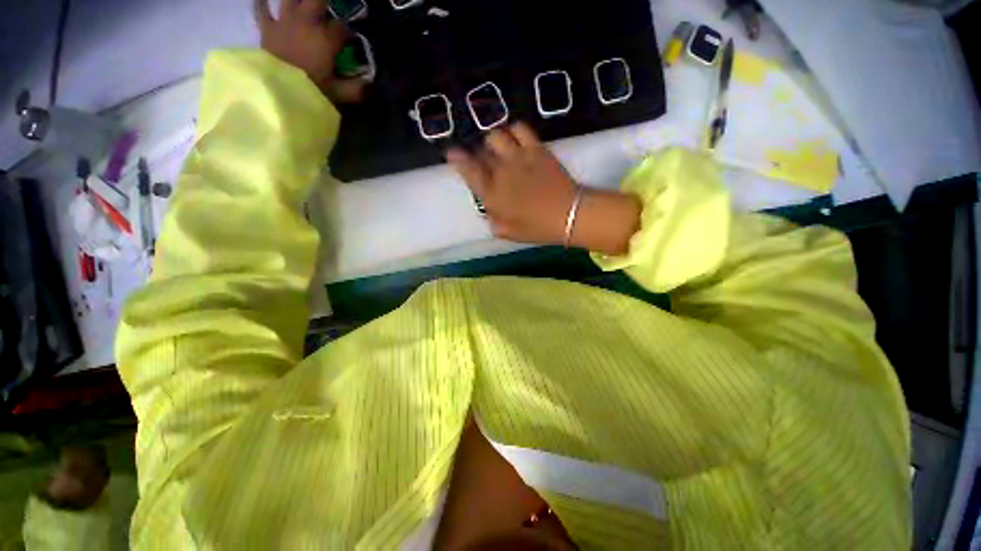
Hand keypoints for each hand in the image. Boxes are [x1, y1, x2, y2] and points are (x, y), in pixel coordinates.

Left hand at [254, 0, 366, 102]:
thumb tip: (370, 85)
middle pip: (318, 1)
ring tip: (307, 3)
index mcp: (326, 38)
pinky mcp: (267, 28)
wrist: (277, 90)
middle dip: (327, 3)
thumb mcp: (339, 94)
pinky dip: (261, 2)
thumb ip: (357, 89)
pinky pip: (261, 10)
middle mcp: (307, 22)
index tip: (351, 41)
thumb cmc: (311, 91)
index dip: (348, 33)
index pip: (342, 28)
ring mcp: (284, 21)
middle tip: (331, 9)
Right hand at [447, 123, 578, 244]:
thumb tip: (488, 213)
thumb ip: (493, 222)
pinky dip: (514, 130)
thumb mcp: (509, 233)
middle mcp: (500, 171)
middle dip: (478, 154)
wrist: (567, 215)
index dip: (457, 158)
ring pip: (496, 135)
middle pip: (480, 152)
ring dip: (494, 140)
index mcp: (492, 194)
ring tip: (499, 149)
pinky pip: (520, 129)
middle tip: (484, 160)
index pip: (468, 170)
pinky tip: (516, 138)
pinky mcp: (536, 148)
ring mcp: (518, 156)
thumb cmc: (536, 228)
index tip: (451, 152)